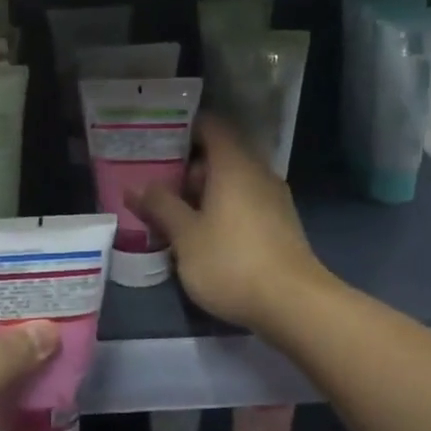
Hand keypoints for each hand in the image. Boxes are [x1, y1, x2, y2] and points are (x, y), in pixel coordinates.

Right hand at [133, 114, 331, 332]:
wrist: (294, 304)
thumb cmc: (232, 262)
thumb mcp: (185, 236)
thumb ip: (160, 206)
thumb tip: (136, 186)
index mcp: (234, 164)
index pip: (210, 126)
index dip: (183, 128)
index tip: (155, 140)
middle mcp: (257, 172)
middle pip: (219, 154)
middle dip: (186, 167)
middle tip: (153, 182)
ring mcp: (273, 199)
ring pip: (231, 181)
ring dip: (202, 192)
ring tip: (170, 211)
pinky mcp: (279, 224)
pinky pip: (244, 202)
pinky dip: (221, 208)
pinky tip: (200, 234)